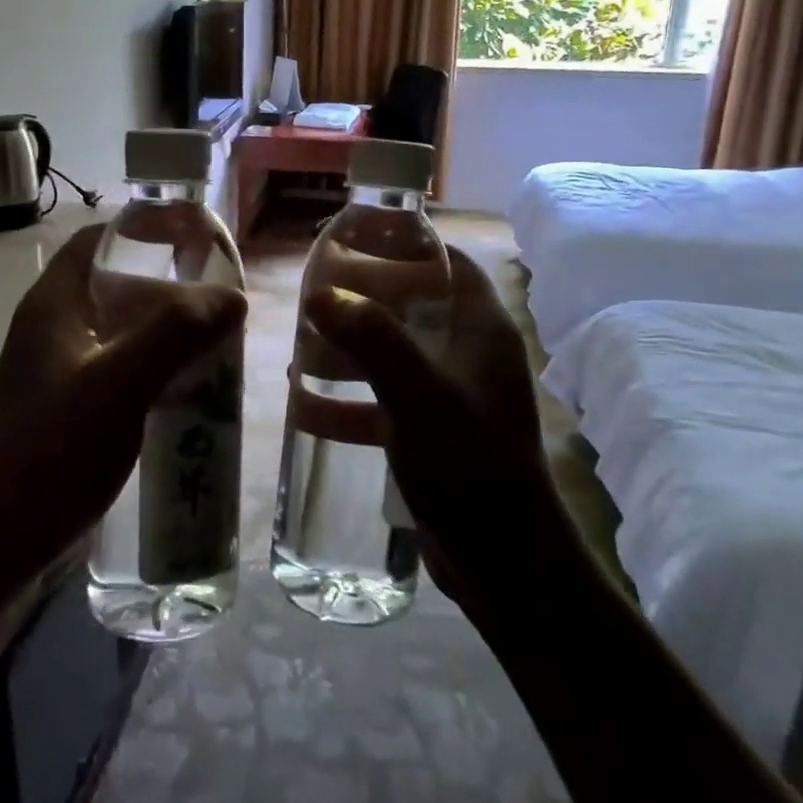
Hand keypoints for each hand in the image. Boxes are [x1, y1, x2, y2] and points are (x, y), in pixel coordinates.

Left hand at [0, 224, 246, 586]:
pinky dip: (158, 367)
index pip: (98, 239)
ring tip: (218, 341)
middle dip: (169, 285)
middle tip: (220, 298)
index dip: (145, 227)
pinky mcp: (73, 408)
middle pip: (117, 284)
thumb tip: (233, 296)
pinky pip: (124, 369)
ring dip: (168, 330)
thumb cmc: (51, 450)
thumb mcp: (118, 383)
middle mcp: (56, 328)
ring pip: (124, 330)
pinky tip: (191, 389)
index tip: (196, 236)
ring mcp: (63, 370)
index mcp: (55, 304)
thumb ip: (175, 332)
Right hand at [303, 247, 563, 606]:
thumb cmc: (469, 463)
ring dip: (346, 353)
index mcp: (481, 330)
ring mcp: (451, 396)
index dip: (405, 245)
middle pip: (411, 307)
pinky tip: (304, 408)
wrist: (504, 563)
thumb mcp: (418, 393)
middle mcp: (469, 355)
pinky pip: (384, 402)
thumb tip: (319, 292)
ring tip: (297, 352)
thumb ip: (371, 338)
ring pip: (391, 356)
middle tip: (312, 298)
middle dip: (360, 302)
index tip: (354, 240)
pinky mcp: (432, 433)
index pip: (447, 263)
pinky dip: (348, 403)